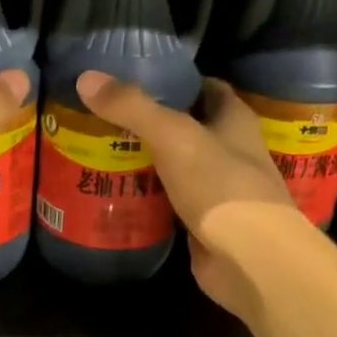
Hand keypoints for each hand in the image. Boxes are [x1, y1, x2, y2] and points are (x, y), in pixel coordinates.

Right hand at [75, 72, 318, 323]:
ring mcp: (218, 191)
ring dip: (148, 162)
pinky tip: (116, 193)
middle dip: (153, 123)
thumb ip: (132, 107)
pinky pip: (171, 203)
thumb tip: (86, 78)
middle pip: (189, 129)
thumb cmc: (220, 185)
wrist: (250, 258)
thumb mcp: (173, 136)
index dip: (177, 81)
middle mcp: (231, 152)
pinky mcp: (203, 224)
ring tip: (103, 151)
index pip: (207, 88)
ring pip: (178, 168)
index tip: (136, 79)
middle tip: (107, 118)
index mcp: (235, 121)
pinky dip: (148, 198)